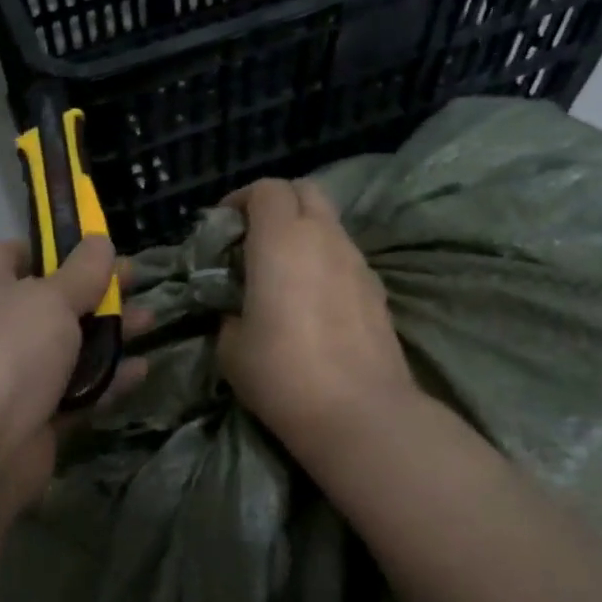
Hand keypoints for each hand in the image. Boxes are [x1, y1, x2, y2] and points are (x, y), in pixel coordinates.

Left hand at [0, 237, 145, 511]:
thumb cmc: (12, 348)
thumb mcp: (53, 297)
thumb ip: (83, 270)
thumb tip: (99, 240)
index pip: (15, 254)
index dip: (53, 248)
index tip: (94, 249)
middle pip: (52, 300)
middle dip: (96, 292)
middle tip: (138, 283)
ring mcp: (16, 372)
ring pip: (69, 346)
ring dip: (109, 335)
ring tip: (150, 322)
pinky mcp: (36, 412)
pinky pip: (77, 389)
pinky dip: (107, 380)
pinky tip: (141, 370)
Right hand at [217, 179, 420, 455]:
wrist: (358, 412)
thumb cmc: (281, 373)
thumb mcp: (231, 345)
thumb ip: (229, 312)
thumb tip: (236, 309)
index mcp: (281, 241)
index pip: (266, 189)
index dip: (240, 199)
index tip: (224, 224)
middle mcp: (323, 237)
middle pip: (305, 190)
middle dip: (277, 203)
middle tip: (253, 236)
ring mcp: (357, 261)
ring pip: (329, 223)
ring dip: (303, 232)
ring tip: (282, 269)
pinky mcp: (377, 289)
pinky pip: (345, 256)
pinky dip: (324, 260)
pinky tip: (313, 298)